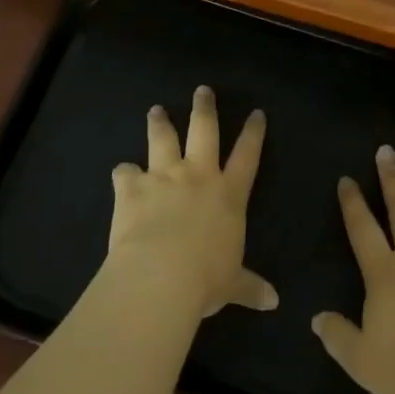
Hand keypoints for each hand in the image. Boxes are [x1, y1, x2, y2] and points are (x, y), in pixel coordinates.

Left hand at [108, 86, 277, 318]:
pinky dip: (123, 172)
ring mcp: (164, 177)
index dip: (253, 133)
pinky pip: (125, 172)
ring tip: (156, 111)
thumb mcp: (233, 284)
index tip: (256, 113)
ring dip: (160, 123)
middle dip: (205, 109)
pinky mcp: (132, 187)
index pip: (247, 155)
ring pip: (163, 139)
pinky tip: (120, 172)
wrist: (160, 276)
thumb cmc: (206, 279)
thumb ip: (250, 286)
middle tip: (202, 90)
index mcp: (228, 194)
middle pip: (204, 131)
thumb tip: (273, 302)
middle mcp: (198, 176)